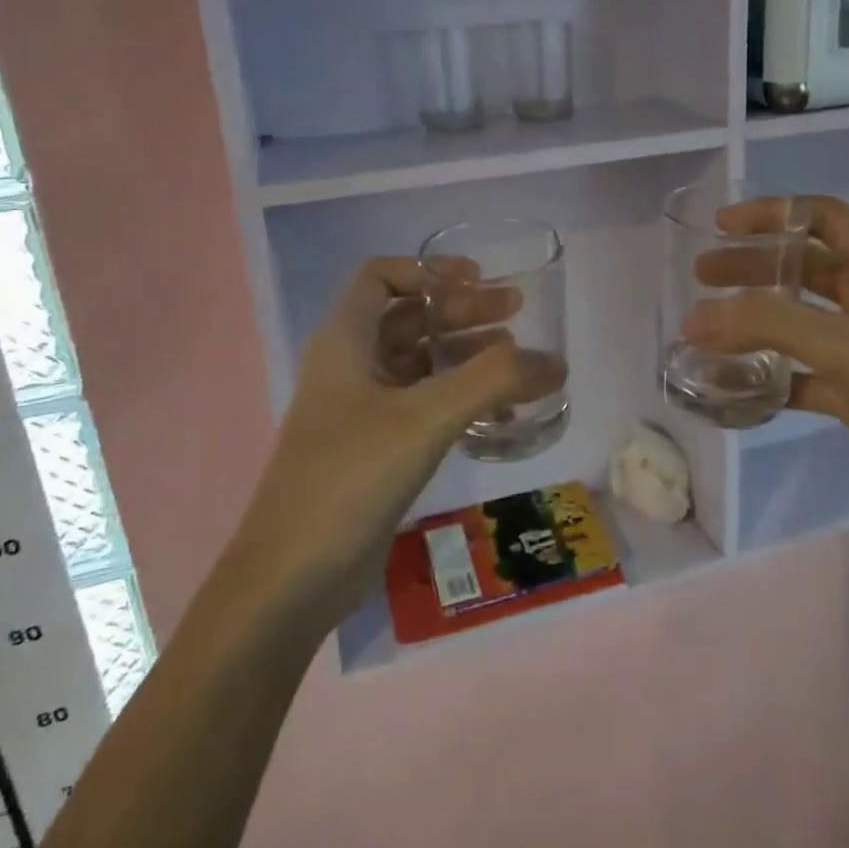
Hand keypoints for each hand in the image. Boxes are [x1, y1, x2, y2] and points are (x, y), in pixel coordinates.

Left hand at [232, 258, 562, 619]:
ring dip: (465, 354)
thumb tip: (555, 361)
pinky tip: (498, 415)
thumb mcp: (426, 417)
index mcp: (345, 341)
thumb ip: (494, 381)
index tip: (478, 279)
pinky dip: (459, 398)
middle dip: (462, 311)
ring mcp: (360, 410)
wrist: (292, 578)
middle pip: (409, 317)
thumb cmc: (350, 477)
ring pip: (419, 362)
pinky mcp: (374, 448)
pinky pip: (422, 404)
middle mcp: (349, 366)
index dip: (428, 269)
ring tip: (517, 362)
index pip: (380, 276)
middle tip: (516, 315)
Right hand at [683, 197, 848, 540]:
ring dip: (753, 322)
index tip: (721, 226)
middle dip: (750, 267)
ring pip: (797, 321)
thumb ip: (772, 325)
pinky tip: (732, 387)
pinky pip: (800, 374)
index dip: (770, 214)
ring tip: (705, 331)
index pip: (819, 217)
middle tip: (701, 277)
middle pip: (800, 266)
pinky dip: (767, 377)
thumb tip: (694, 318)